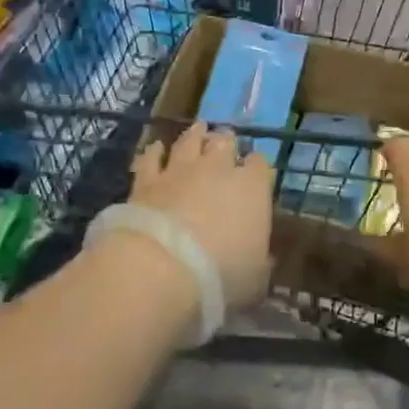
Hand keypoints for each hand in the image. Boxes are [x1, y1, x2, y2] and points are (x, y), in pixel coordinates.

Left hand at [126, 122, 273, 310]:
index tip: (256, 176)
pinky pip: (152, 157)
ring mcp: (180, 169)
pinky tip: (156, 148)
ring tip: (198, 130)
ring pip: (190, 140)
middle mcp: (218, 168)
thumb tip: (260, 257)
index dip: (258, 169)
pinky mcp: (147, 179)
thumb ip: (259, 260)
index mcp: (252, 187)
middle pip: (225, 142)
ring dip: (195, 135)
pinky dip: (156, 152)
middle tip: (225, 145)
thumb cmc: (221, 275)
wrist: (162, 267)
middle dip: (227, 143)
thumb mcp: (255, 278)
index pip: (260, 165)